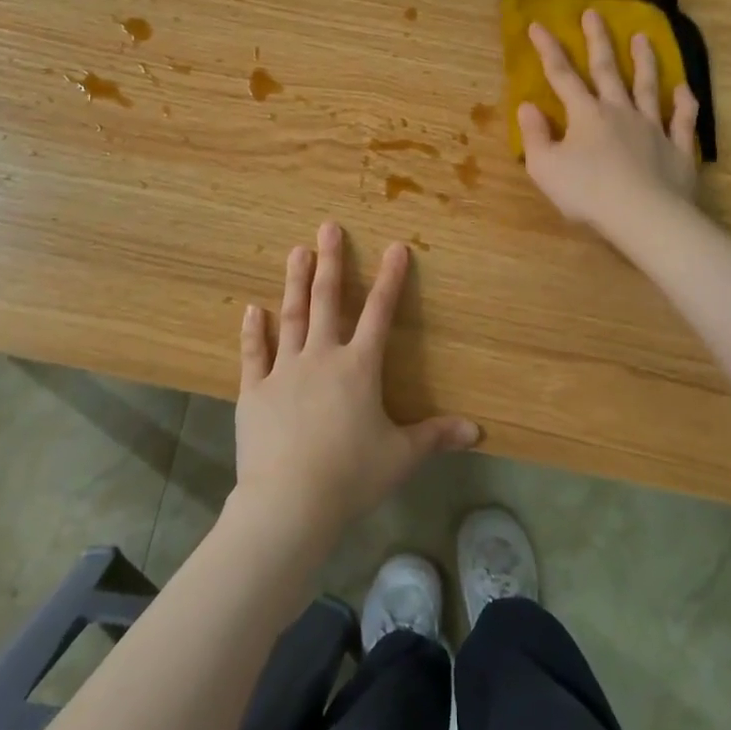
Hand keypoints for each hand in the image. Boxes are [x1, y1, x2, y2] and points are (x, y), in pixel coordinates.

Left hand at [234, 222, 478, 535]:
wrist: (289, 502)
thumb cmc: (351, 476)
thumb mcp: (401, 456)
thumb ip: (436, 437)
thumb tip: (478, 432)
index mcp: (359, 367)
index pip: (379, 313)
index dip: (390, 279)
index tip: (395, 247)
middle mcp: (321, 357)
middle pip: (327, 301)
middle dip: (330, 262)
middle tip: (327, 227)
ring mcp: (284, 370)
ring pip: (291, 317)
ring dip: (295, 282)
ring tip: (296, 251)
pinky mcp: (254, 391)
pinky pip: (254, 354)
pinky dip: (254, 331)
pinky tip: (252, 308)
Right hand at [518, 11, 700, 237]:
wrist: (644, 216)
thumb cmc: (587, 193)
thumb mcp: (545, 168)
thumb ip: (535, 135)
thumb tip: (527, 107)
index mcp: (585, 115)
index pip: (562, 76)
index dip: (548, 50)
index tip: (538, 24)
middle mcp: (620, 111)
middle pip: (607, 70)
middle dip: (598, 40)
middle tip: (594, 13)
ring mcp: (652, 127)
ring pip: (648, 86)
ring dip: (645, 60)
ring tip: (643, 37)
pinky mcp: (677, 148)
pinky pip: (682, 120)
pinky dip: (684, 104)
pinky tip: (685, 89)